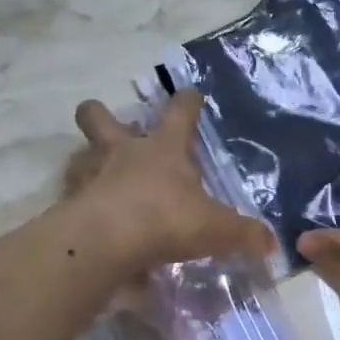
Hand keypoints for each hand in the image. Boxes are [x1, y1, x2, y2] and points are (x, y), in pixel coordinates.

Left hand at [68, 90, 274, 272]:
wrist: (105, 242)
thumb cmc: (166, 219)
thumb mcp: (217, 229)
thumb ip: (244, 234)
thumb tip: (271, 243)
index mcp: (163, 148)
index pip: (179, 112)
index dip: (187, 102)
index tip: (190, 96)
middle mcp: (122, 151)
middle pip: (99, 116)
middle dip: (102, 115)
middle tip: (117, 131)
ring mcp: (90, 174)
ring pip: (79, 153)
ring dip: (87, 161)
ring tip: (100, 180)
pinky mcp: (69, 203)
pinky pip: (73, 196)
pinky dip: (80, 204)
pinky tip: (92, 220)